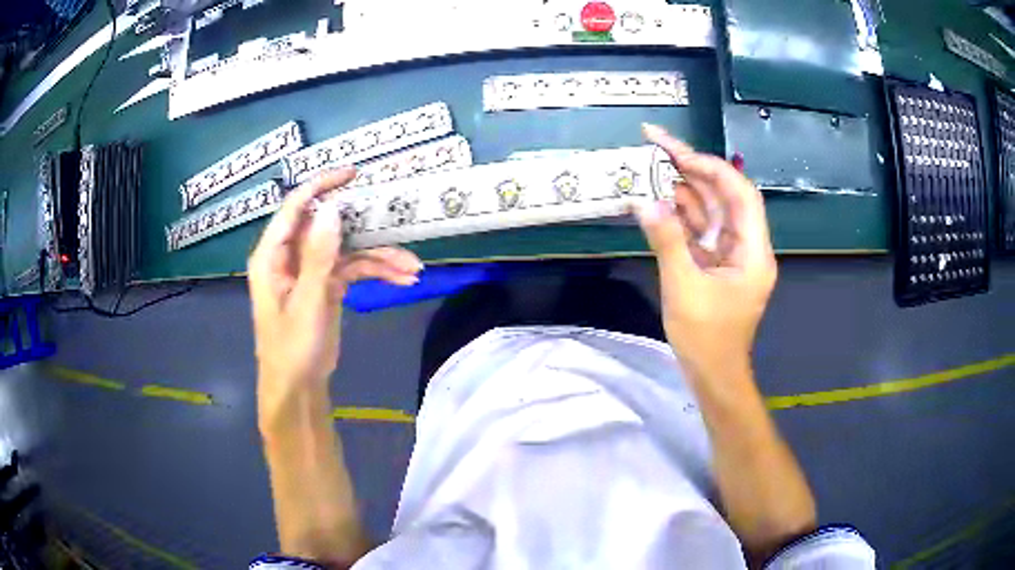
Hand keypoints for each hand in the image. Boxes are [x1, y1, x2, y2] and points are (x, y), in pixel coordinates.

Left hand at [248, 168, 422, 408]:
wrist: (299, 388)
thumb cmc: (292, 348)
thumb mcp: (308, 302)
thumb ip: (319, 255)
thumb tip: (333, 208)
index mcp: (273, 255)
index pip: (295, 207)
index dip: (322, 186)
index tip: (354, 174)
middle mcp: (291, 256)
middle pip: (328, 226)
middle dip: (364, 227)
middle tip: (395, 218)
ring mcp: (311, 270)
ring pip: (347, 250)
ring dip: (379, 256)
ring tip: (412, 267)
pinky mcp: (327, 285)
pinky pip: (354, 269)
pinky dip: (377, 273)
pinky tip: (403, 279)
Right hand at [635, 125, 776, 379]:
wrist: (713, 375)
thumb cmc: (706, 339)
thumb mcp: (683, 289)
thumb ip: (667, 241)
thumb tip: (645, 202)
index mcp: (753, 251)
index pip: (740, 194)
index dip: (711, 167)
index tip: (677, 153)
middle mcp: (746, 245)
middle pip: (723, 195)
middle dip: (692, 168)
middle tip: (656, 145)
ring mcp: (731, 254)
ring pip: (710, 210)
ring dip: (683, 188)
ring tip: (650, 165)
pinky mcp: (715, 263)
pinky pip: (699, 230)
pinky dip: (679, 214)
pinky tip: (657, 199)